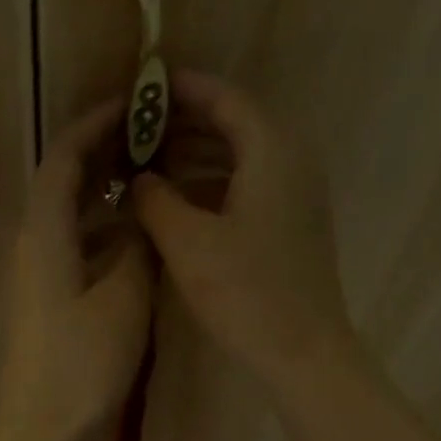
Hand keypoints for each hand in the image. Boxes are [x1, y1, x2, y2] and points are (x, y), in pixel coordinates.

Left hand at [0, 101, 154, 440]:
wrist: (44, 427)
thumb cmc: (82, 362)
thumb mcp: (123, 299)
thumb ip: (137, 249)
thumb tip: (140, 219)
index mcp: (45, 234)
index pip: (63, 158)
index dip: (94, 126)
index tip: (132, 104)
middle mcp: (34, 247)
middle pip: (63, 184)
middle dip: (101, 156)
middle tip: (149, 139)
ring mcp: (38, 278)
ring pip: (71, 219)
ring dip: (105, 197)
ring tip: (151, 183)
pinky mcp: (48, 304)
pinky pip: (76, 251)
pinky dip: (104, 236)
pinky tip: (137, 243)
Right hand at [133, 70, 356, 389]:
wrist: (304, 352)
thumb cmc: (246, 293)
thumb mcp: (187, 243)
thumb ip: (155, 200)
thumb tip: (139, 178)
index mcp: (271, 151)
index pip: (224, 98)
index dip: (182, 90)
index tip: (143, 87)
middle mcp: (292, 161)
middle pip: (235, 124)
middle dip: (185, 124)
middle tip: (137, 129)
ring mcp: (297, 195)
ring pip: (241, 157)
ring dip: (196, 156)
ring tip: (149, 164)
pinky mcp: (293, 226)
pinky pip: (249, 186)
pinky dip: (214, 185)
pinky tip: (180, 203)